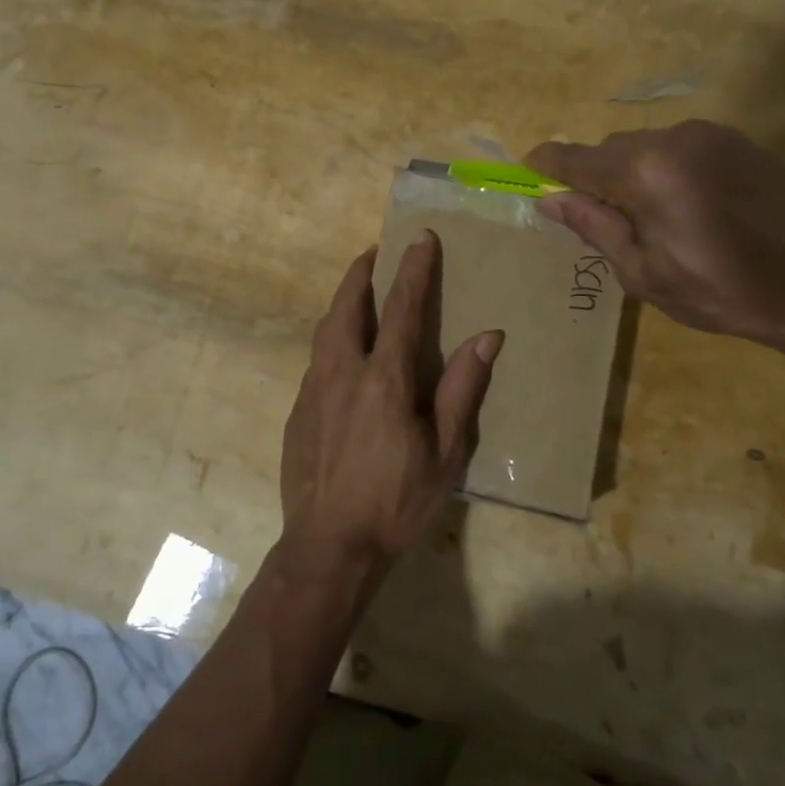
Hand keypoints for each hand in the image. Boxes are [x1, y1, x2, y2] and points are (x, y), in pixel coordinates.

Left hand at [278, 233, 502, 575]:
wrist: (329, 546)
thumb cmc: (396, 501)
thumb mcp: (446, 453)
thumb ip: (462, 389)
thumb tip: (487, 336)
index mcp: (384, 379)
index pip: (402, 309)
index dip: (413, 270)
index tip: (419, 238)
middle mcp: (342, 373)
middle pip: (347, 307)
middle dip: (361, 273)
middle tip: (374, 252)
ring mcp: (313, 390)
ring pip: (325, 330)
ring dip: (341, 302)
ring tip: (356, 290)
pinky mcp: (297, 411)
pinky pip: (316, 360)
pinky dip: (331, 339)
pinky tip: (341, 353)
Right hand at [527, 121, 784, 367]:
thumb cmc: (723, 289)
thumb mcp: (644, 272)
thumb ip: (594, 227)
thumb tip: (549, 200)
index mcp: (646, 171)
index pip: (577, 159)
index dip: (548, 165)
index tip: (527, 171)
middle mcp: (675, 138)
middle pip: (611, 149)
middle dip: (594, 177)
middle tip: (598, 221)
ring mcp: (712, 135)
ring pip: (646, 147)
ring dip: (632, 174)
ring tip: (649, 222)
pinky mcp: (739, 142)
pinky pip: (680, 149)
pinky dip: (665, 171)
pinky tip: (685, 209)